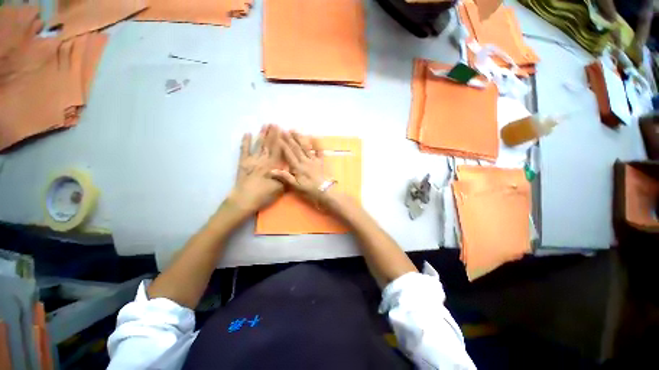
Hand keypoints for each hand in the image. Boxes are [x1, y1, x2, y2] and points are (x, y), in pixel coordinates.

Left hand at [227, 125, 283, 215]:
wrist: (245, 200)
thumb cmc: (264, 195)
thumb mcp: (280, 189)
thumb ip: (286, 177)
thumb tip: (293, 169)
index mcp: (273, 165)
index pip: (279, 150)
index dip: (281, 140)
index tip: (283, 130)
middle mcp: (264, 160)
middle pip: (269, 144)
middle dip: (272, 134)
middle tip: (274, 123)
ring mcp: (252, 160)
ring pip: (258, 145)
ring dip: (262, 134)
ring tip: (264, 125)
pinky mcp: (243, 163)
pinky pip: (244, 150)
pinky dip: (245, 142)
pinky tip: (247, 133)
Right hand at [270, 131, 336, 206]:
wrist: (325, 191)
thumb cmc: (309, 190)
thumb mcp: (296, 186)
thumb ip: (285, 177)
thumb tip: (272, 170)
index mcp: (298, 167)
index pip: (289, 154)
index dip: (283, 145)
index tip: (278, 136)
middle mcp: (305, 161)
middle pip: (296, 148)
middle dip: (289, 139)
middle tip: (284, 130)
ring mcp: (314, 160)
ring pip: (305, 147)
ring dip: (299, 139)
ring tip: (294, 131)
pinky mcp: (321, 161)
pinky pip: (319, 151)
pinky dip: (316, 144)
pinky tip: (314, 138)